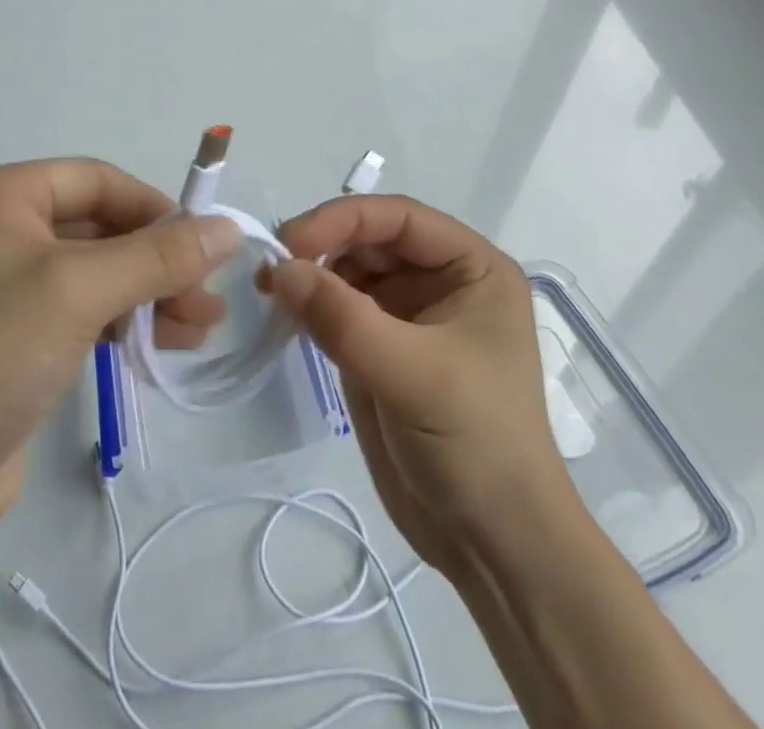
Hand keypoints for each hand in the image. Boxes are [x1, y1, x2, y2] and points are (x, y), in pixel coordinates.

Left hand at [0, 159, 239, 545]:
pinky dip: (126, 322)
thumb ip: (158, 256)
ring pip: (98, 273)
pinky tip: (166, 346)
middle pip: (101, 228)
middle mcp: (2, 230)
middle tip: (210, 298)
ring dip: (151, 295)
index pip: (96, 180)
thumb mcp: (78, 290)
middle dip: (158, 261)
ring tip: (203, 327)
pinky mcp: (18, 339)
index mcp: (1, 196)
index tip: (204, 244)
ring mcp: (8, 288)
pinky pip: (85, 312)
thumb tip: (230, 228)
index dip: (154, 207)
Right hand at [265, 195, 571, 576]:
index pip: (399, 217)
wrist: (494, 546)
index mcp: (472, 268)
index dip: (342, 219)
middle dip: (321, 247)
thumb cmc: (474, 444)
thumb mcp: (411, 374)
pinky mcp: (383, 349)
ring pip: (349, 272)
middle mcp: (442, 281)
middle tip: (269, 271)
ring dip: (311, 276)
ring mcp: (410, 315)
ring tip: (270, 292)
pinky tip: (285, 316)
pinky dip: (311, 307)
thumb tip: (277, 268)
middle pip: (370, 240)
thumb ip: (342, 318)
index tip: (290, 243)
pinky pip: (339, 310)